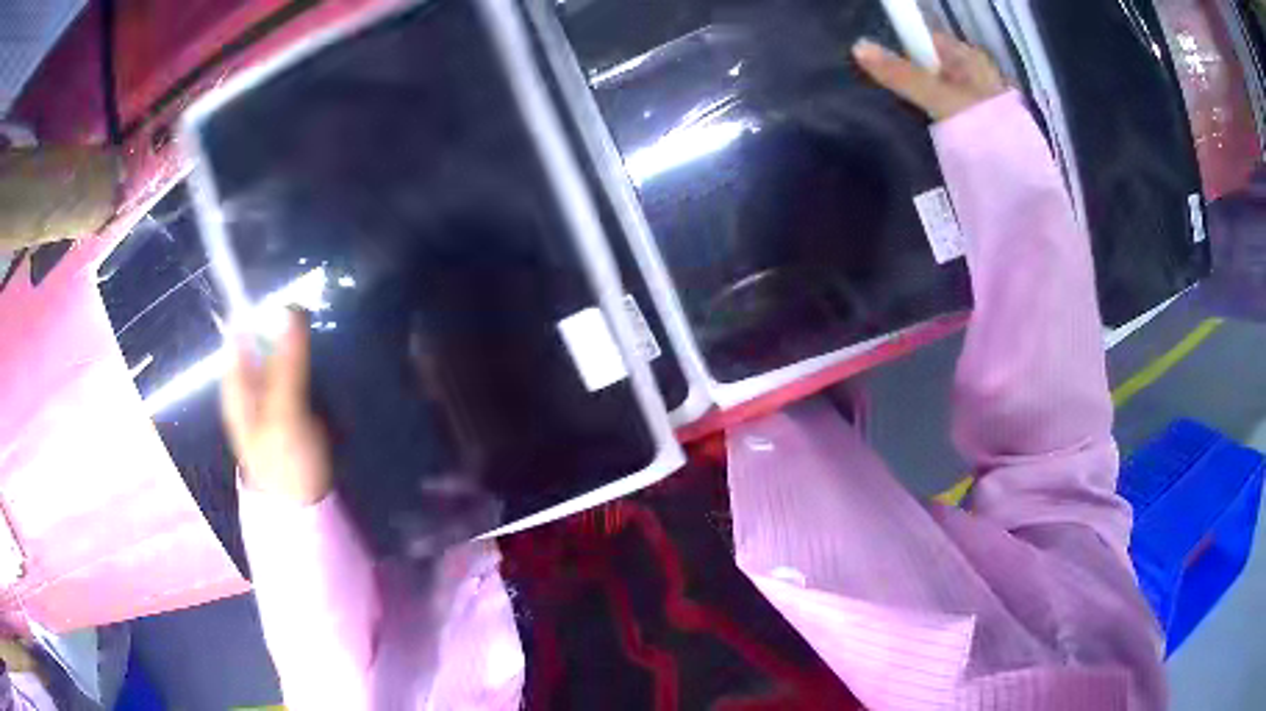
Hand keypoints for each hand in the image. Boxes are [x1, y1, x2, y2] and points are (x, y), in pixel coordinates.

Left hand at [221, 309, 332, 504]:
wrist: (306, 509)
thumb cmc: (286, 463)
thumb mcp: (285, 412)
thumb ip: (287, 362)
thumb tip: (291, 305)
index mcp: (237, 384)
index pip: (239, 330)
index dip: (257, 308)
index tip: (288, 294)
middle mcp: (251, 383)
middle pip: (263, 338)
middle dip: (285, 326)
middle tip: (312, 316)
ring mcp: (273, 393)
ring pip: (284, 352)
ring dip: (301, 344)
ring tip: (323, 339)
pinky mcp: (295, 403)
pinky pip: (301, 370)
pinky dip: (311, 363)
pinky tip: (326, 365)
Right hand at [852, 33, 1006, 120]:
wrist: (1018, 185)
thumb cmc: (985, 132)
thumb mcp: (939, 98)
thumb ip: (901, 74)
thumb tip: (858, 46)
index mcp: (973, 60)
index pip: (928, 42)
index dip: (904, 50)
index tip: (882, 68)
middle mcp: (977, 77)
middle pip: (932, 69)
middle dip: (910, 79)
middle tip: (885, 94)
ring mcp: (978, 106)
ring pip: (938, 94)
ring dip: (920, 103)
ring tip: (899, 116)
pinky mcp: (978, 133)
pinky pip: (945, 118)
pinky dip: (932, 123)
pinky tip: (921, 135)